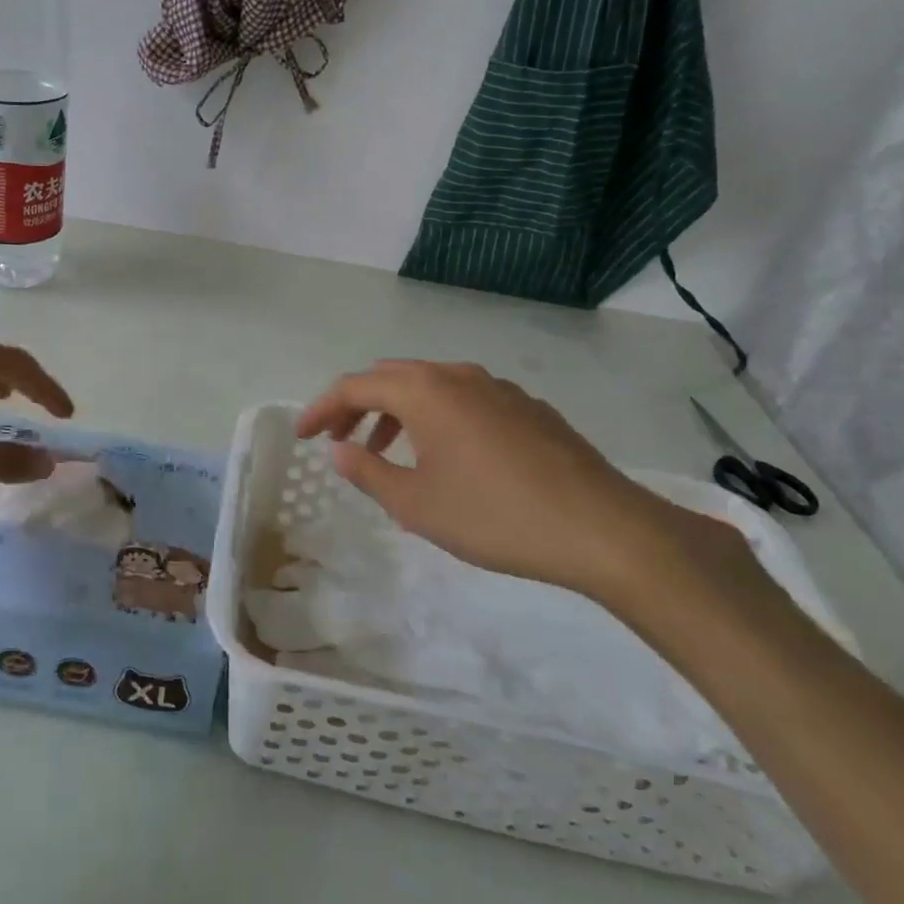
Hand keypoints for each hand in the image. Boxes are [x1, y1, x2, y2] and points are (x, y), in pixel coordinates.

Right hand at [295, 360, 696, 600]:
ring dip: (396, 411)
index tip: (302, 436)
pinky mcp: (527, 408)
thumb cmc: (495, 516)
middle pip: (390, 377)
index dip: (321, 408)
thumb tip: (339, 450)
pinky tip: (444, 455)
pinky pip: (463, 400)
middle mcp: (457, 375)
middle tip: (336, 437)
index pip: (355, 386)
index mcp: (424, 391)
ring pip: (429, 386)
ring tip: (384, 449)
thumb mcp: (417, 504)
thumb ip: (369, 472)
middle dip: (356, 404)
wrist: (602, 528)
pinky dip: (435, 417)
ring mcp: (497, 388)